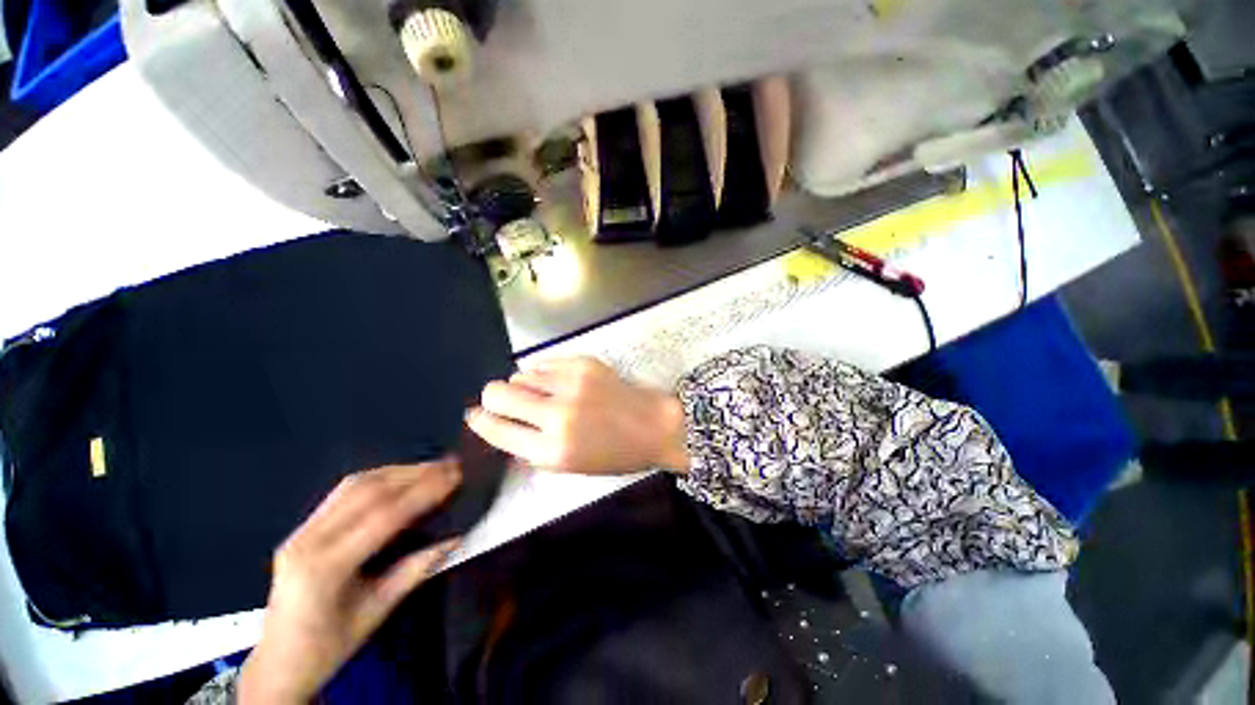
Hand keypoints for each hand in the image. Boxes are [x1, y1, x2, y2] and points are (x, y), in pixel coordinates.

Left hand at [238, 461, 461, 703]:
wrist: (278, 663)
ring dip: (398, 471)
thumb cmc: (329, 647)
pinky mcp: (302, 528)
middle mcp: (307, 541)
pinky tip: (400, 477)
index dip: (424, 493)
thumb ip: (415, 569)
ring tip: (432, 467)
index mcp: (324, 569)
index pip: (383, 517)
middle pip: (367, 491)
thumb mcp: (377, 612)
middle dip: (415, 474)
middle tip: (450, 466)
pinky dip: (379, 478)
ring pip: (354, 485)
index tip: (456, 478)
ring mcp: (300, 531)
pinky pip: (343, 492)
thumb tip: (455, 537)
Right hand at [466, 357, 688, 474]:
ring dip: (523, 386)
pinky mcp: (584, 363)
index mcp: (553, 449)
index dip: (481, 421)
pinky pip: (544, 364)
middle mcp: (558, 413)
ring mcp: (572, 383)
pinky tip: (559, 383)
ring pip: (520, 374)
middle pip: (498, 392)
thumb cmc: (613, 454)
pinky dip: (544, 375)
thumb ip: (530, 449)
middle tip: (501, 400)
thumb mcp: (568, 465)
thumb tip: (499, 427)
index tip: (476, 415)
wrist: (652, 425)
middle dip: (493, 397)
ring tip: (542, 394)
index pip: (496, 429)